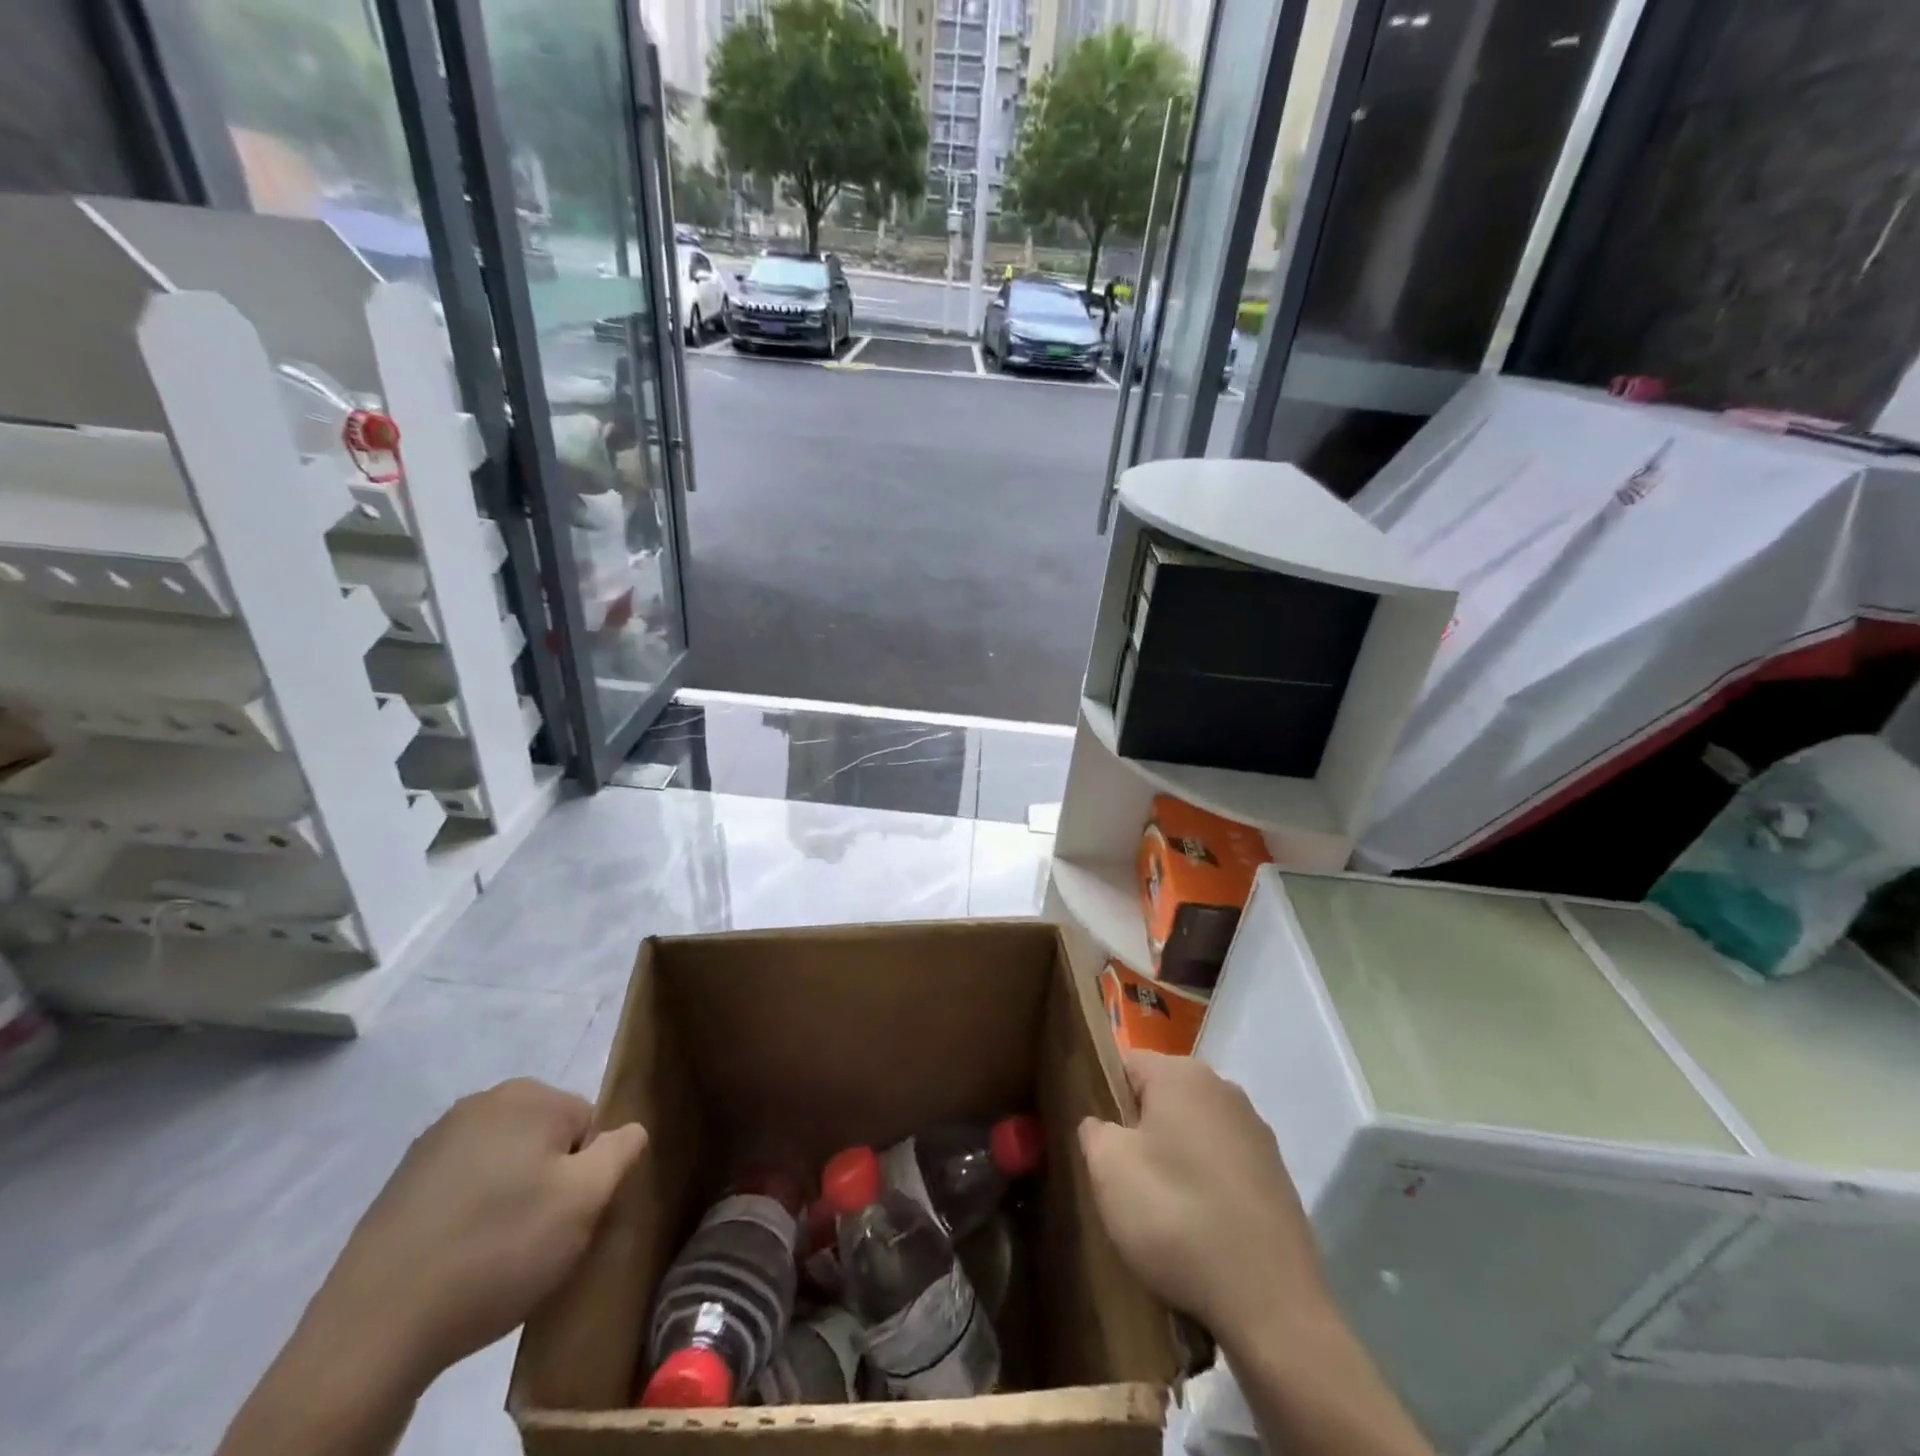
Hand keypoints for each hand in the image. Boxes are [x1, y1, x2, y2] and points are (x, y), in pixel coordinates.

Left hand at [311, 1078, 648, 1385]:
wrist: (372, 1332)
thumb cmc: (498, 1250)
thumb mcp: (586, 1199)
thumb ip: (622, 1150)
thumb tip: (630, 1131)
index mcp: (527, 1095)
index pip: (589, 1125)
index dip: (588, 1175)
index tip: (568, 1219)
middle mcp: (480, 1103)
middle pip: (546, 1140)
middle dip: (550, 1183)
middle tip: (539, 1240)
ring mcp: (432, 1144)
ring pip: (504, 1165)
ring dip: (510, 1201)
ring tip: (497, 1257)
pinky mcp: (398, 1188)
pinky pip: (462, 1191)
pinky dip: (470, 1217)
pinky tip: (459, 1262)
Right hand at [1079, 1051, 1326, 1345]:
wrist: (1271, 1304)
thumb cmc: (1177, 1218)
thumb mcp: (1108, 1170)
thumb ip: (1093, 1131)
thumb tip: (1102, 1125)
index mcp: (1181, 1074)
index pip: (1126, 1066)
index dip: (1107, 1101)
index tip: (1102, 1146)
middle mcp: (1224, 1088)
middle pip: (1163, 1096)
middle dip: (1142, 1129)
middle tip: (1127, 1180)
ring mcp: (1257, 1132)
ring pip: (1195, 1130)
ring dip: (1176, 1157)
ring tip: (1164, 1210)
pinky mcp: (1278, 1175)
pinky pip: (1224, 1164)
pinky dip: (1208, 1184)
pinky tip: (1202, 1227)